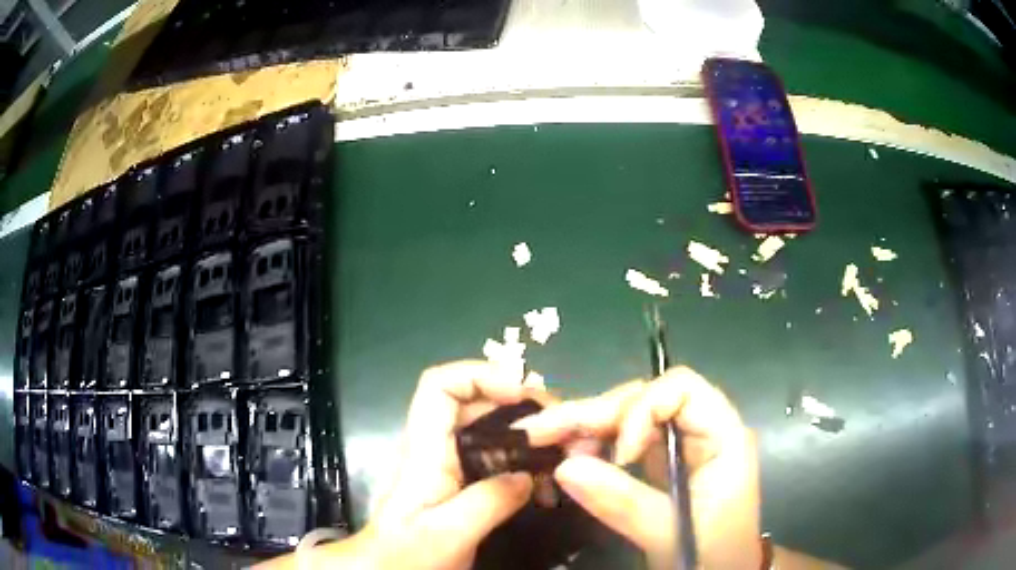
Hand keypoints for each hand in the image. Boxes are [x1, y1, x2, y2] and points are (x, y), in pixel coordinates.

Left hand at [366, 359, 542, 569]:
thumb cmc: (407, 553)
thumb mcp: (449, 532)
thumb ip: (489, 501)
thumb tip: (529, 475)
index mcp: (425, 450)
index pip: (440, 385)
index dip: (480, 375)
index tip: (521, 394)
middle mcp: (436, 448)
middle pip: (473, 402)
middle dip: (518, 403)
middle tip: (561, 424)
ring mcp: (449, 465)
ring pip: (489, 428)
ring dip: (526, 433)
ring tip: (561, 451)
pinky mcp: (461, 483)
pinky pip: (496, 456)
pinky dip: (523, 460)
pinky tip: (545, 483)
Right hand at [515, 366, 761, 569]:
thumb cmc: (711, 553)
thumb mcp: (670, 533)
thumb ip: (623, 502)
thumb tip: (563, 467)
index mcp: (722, 435)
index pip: (681, 389)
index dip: (643, 410)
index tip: (621, 456)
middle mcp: (699, 429)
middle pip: (645, 399)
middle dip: (594, 413)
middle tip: (540, 430)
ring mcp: (678, 445)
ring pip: (628, 417)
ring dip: (586, 427)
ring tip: (545, 443)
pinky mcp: (661, 463)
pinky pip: (623, 441)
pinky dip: (593, 445)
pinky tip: (567, 455)